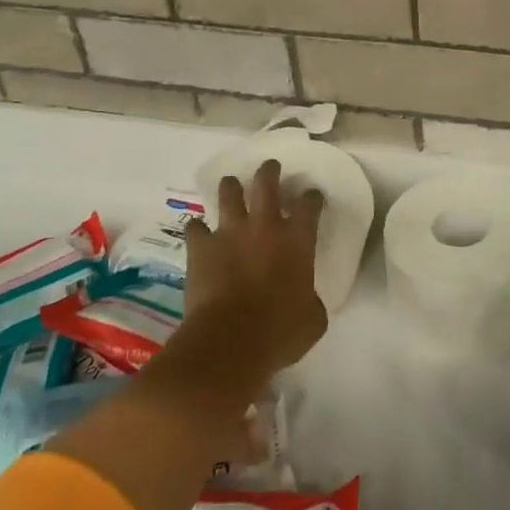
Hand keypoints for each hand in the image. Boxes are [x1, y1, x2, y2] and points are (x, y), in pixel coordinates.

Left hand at [179, 160, 326, 381]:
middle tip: (270, 168)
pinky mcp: (200, 247)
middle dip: (269, 171)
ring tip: (232, 186)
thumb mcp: (313, 318)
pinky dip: (198, 228)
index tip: (311, 197)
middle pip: (266, 182)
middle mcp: (265, 226)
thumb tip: (306, 299)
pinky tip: (199, 232)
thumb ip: (312, 300)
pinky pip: (195, 227)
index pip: (309, 204)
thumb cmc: (280, 332)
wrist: (230, 341)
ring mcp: (230, 232)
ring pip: (229, 192)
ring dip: (231, 188)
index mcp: (298, 240)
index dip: (312, 198)